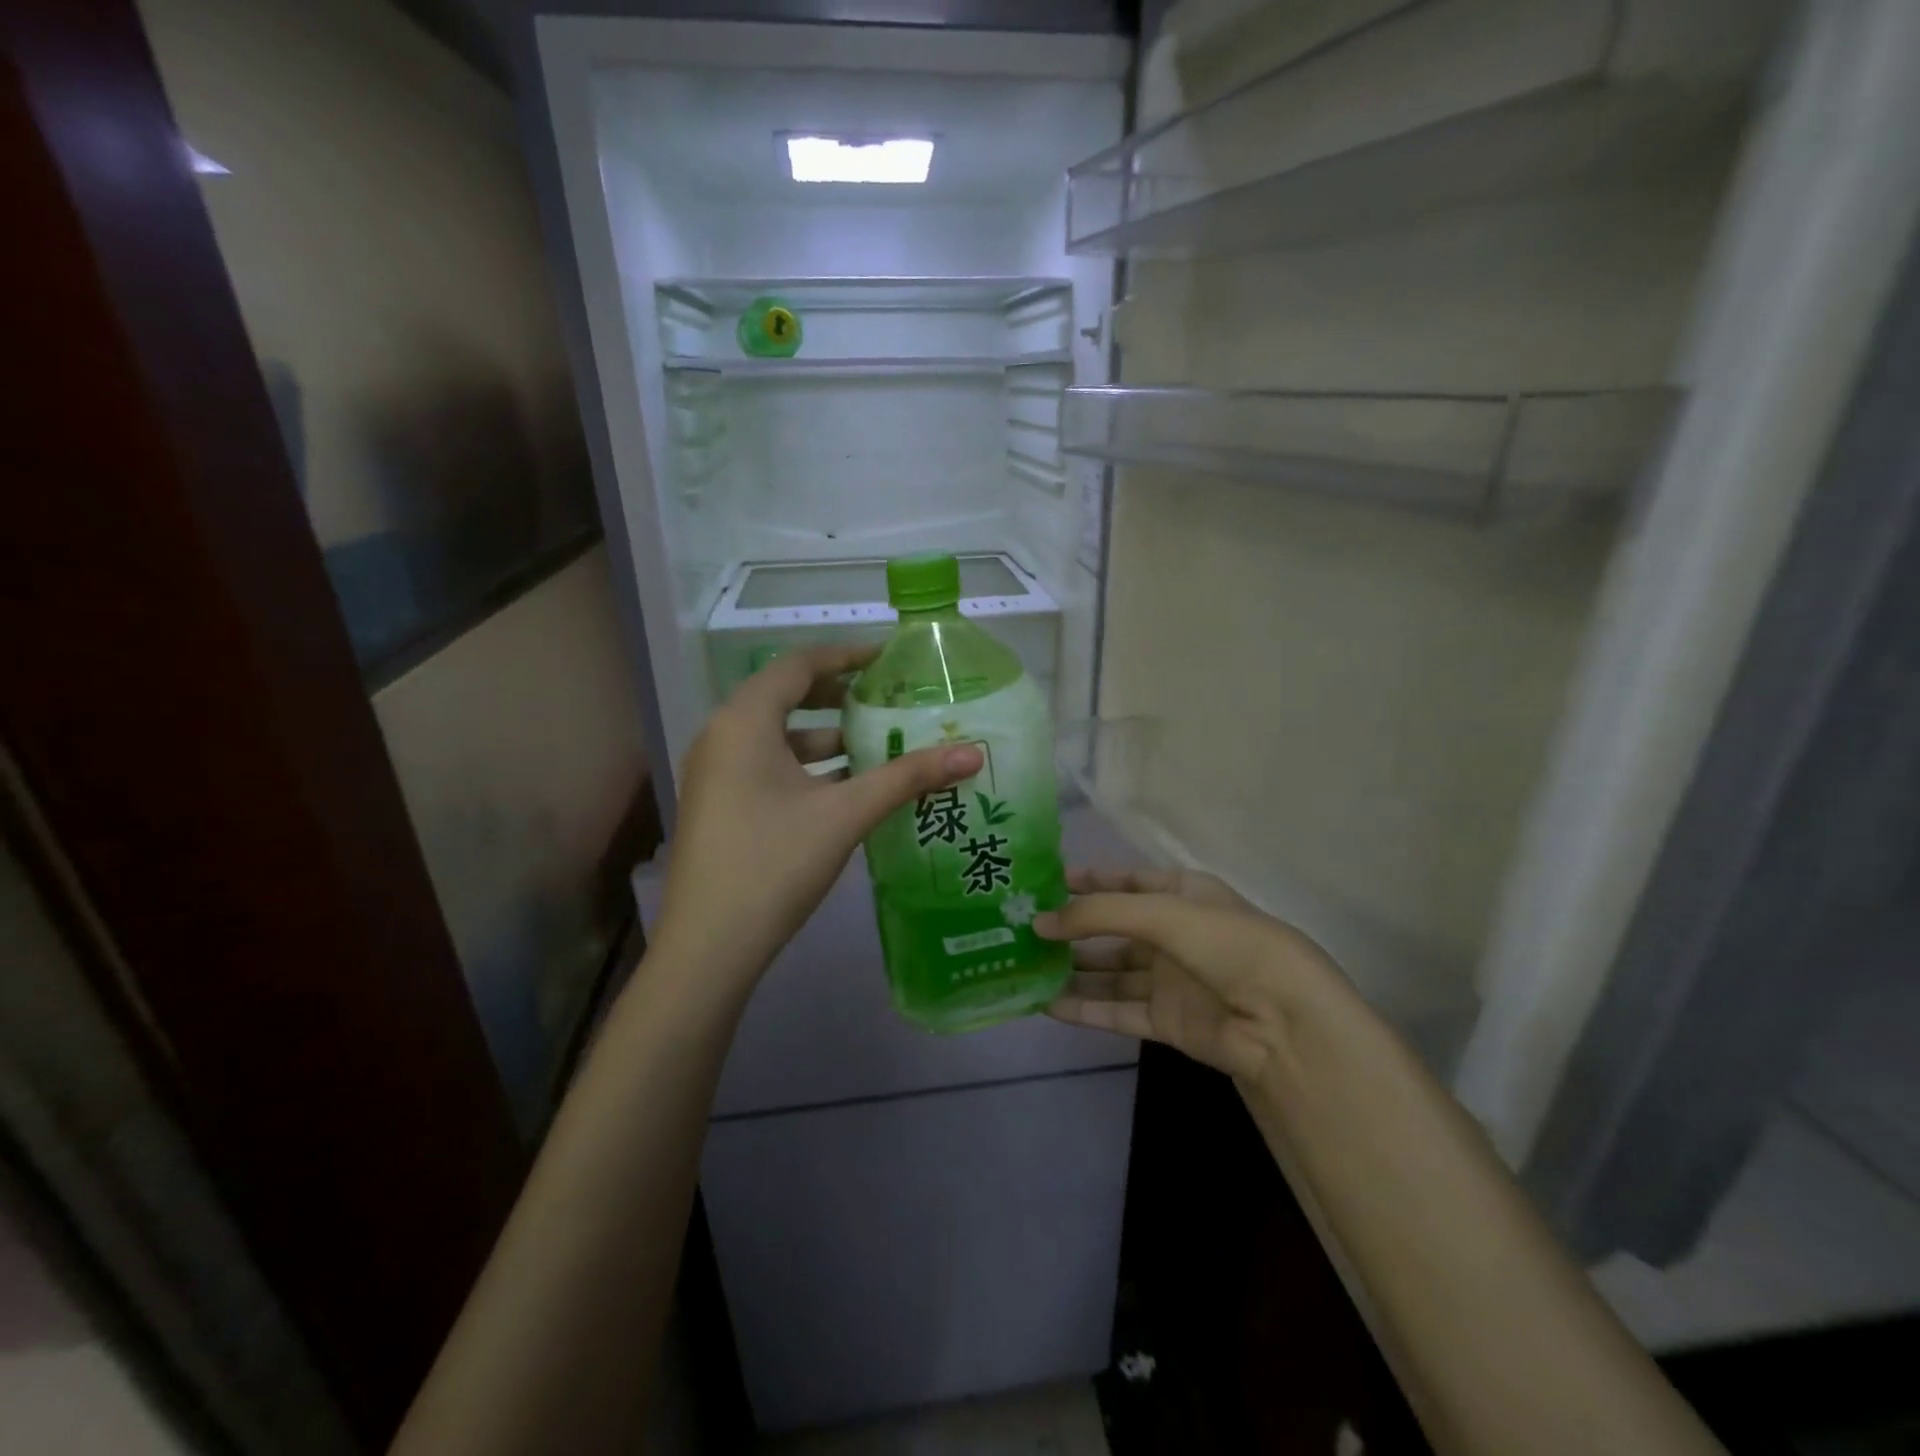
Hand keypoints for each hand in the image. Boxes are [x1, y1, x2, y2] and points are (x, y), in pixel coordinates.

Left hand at [651, 645, 982, 997]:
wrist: (710, 946)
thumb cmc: (776, 862)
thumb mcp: (846, 813)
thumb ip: (908, 778)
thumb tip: (971, 754)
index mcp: (744, 721)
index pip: (798, 665)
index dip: (845, 655)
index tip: (887, 659)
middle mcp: (721, 736)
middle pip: (785, 696)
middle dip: (837, 696)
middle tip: (885, 700)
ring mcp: (714, 773)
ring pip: (776, 736)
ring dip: (824, 737)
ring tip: (876, 746)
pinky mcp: (718, 805)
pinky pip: (765, 765)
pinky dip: (805, 766)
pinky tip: (844, 788)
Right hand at [1036, 867, 1344, 1084]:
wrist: (1283, 1022)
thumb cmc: (1226, 944)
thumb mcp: (1162, 912)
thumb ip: (1098, 914)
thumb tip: (1039, 922)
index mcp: (1184, 894)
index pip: (1127, 882)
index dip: (1088, 881)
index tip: (1044, 884)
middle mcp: (1175, 933)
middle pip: (1113, 929)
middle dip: (1072, 929)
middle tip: (1023, 930)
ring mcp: (1170, 979)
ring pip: (1110, 972)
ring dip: (1072, 970)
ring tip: (1025, 967)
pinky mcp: (1166, 1021)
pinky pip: (1116, 1010)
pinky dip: (1084, 1008)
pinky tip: (1047, 1004)